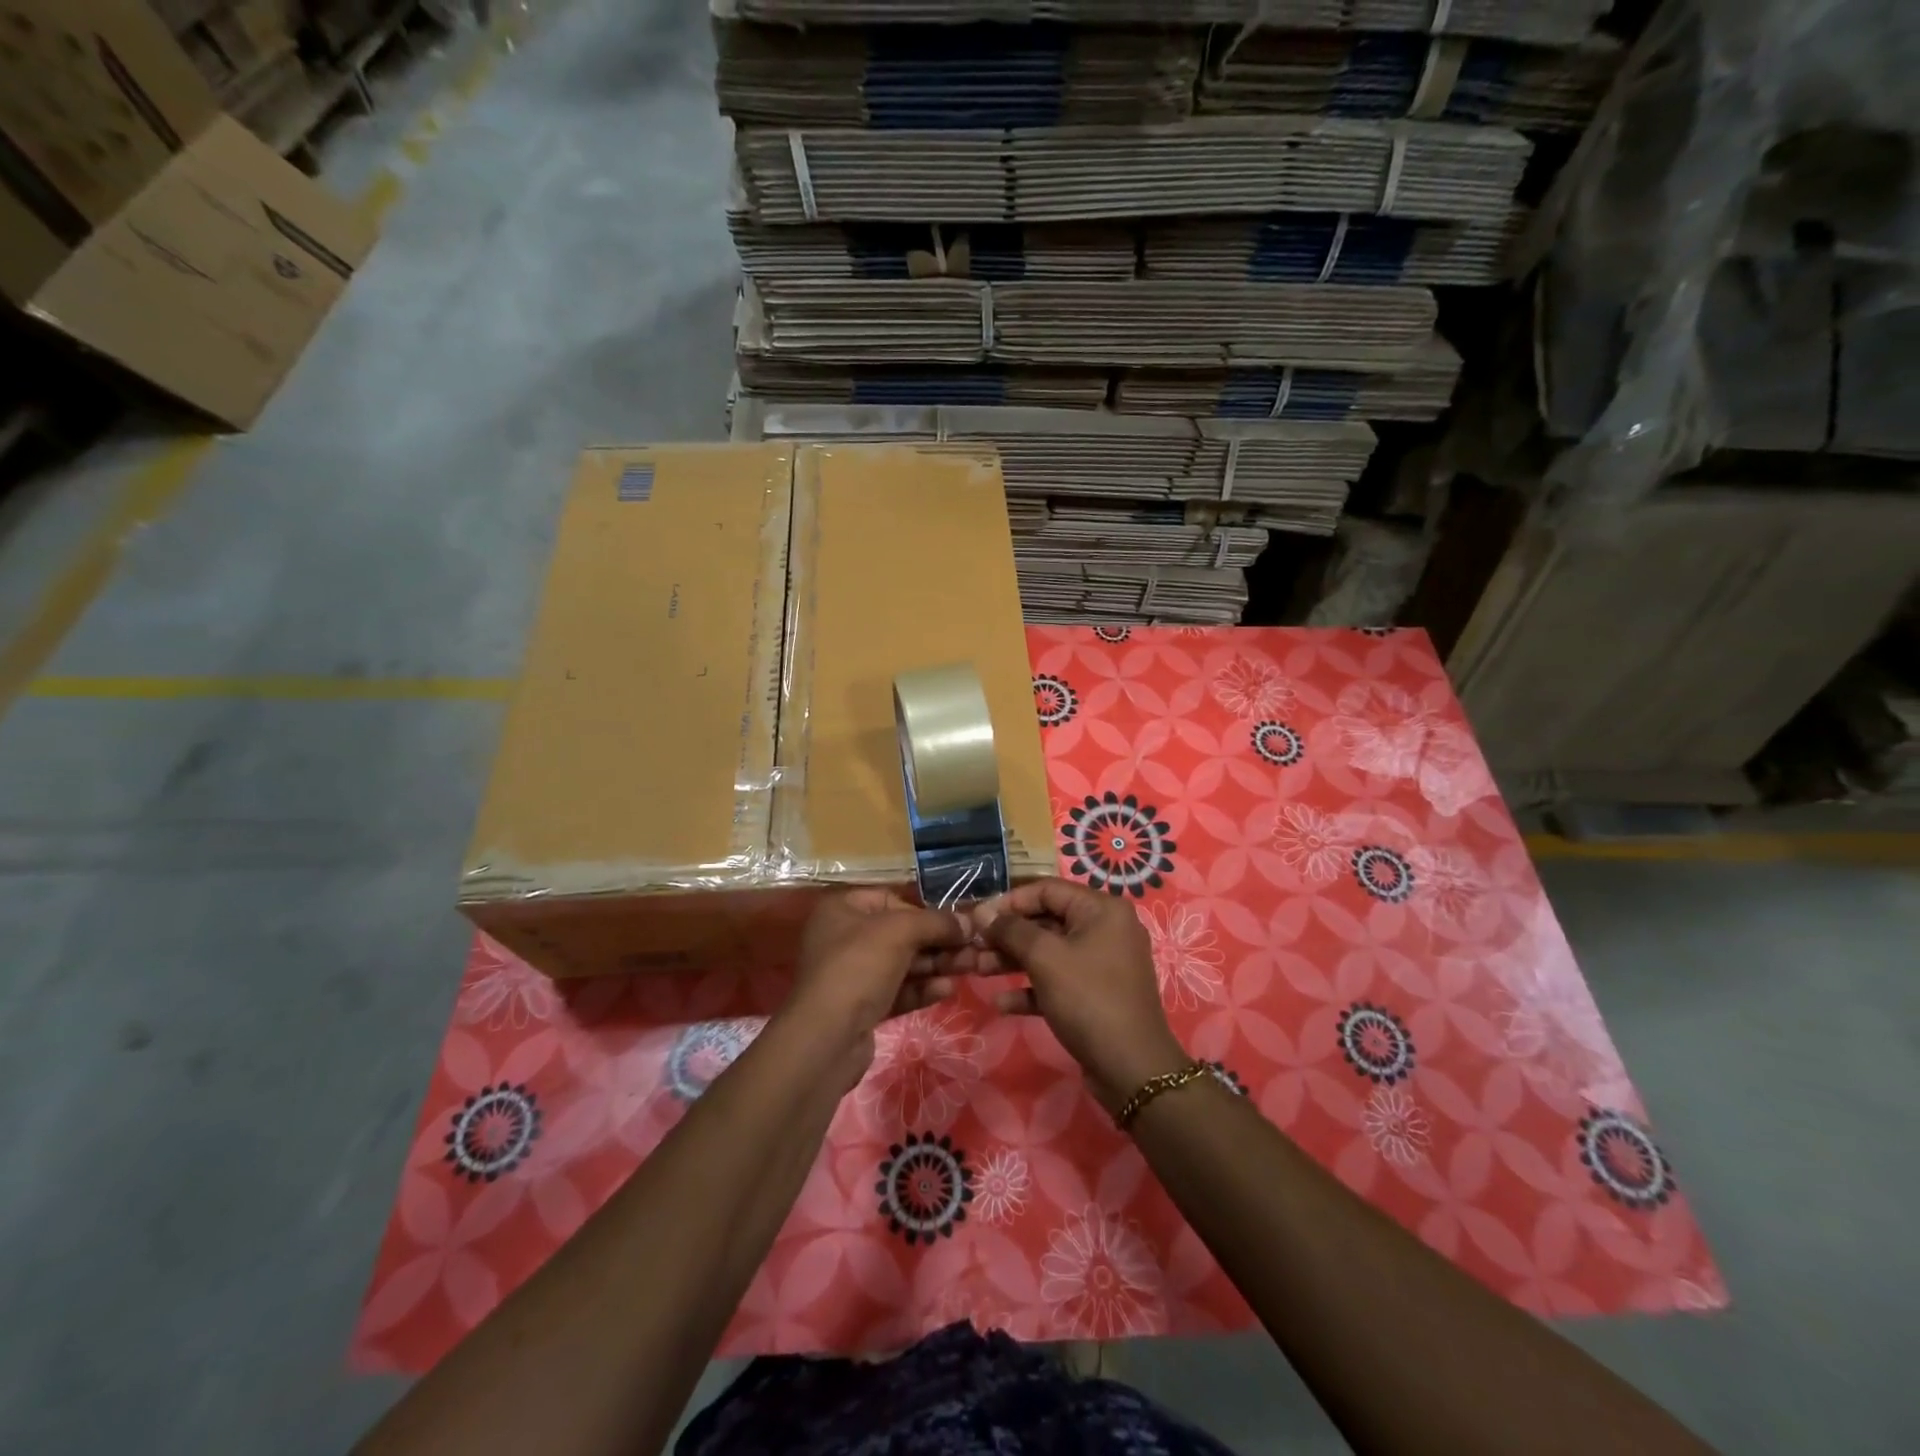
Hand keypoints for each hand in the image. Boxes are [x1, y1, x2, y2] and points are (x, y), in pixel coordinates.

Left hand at [781, 890, 969, 1089]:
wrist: (826, 1039)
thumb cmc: (859, 968)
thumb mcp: (900, 932)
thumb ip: (936, 922)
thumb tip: (968, 922)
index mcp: (843, 909)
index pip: (893, 901)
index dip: (926, 911)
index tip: (957, 924)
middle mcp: (844, 938)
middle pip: (901, 934)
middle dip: (938, 942)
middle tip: (973, 949)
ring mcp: (852, 975)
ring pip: (903, 964)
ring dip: (936, 965)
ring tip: (970, 968)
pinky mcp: (861, 1007)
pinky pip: (897, 990)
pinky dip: (922, 988)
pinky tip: (947, 990)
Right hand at [971, 879, 1186, 1111]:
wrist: (1132, 1069)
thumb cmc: (1088, 999)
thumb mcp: (1045, 958)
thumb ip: (1011, 930)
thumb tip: (982, 912)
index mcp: (1101, 909)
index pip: (1047, 889)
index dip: (1009, 901)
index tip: (976, 918)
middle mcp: (1105, 929)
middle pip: (1046, 921)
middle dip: (1007, 935)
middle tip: (972, 947)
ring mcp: (1101, 964)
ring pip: (1049, 952)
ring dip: (1012, 960)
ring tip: (976, 970)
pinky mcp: (1095, 995)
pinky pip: (1058, 981)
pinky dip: (1031, 988)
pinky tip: (1001, 1003)